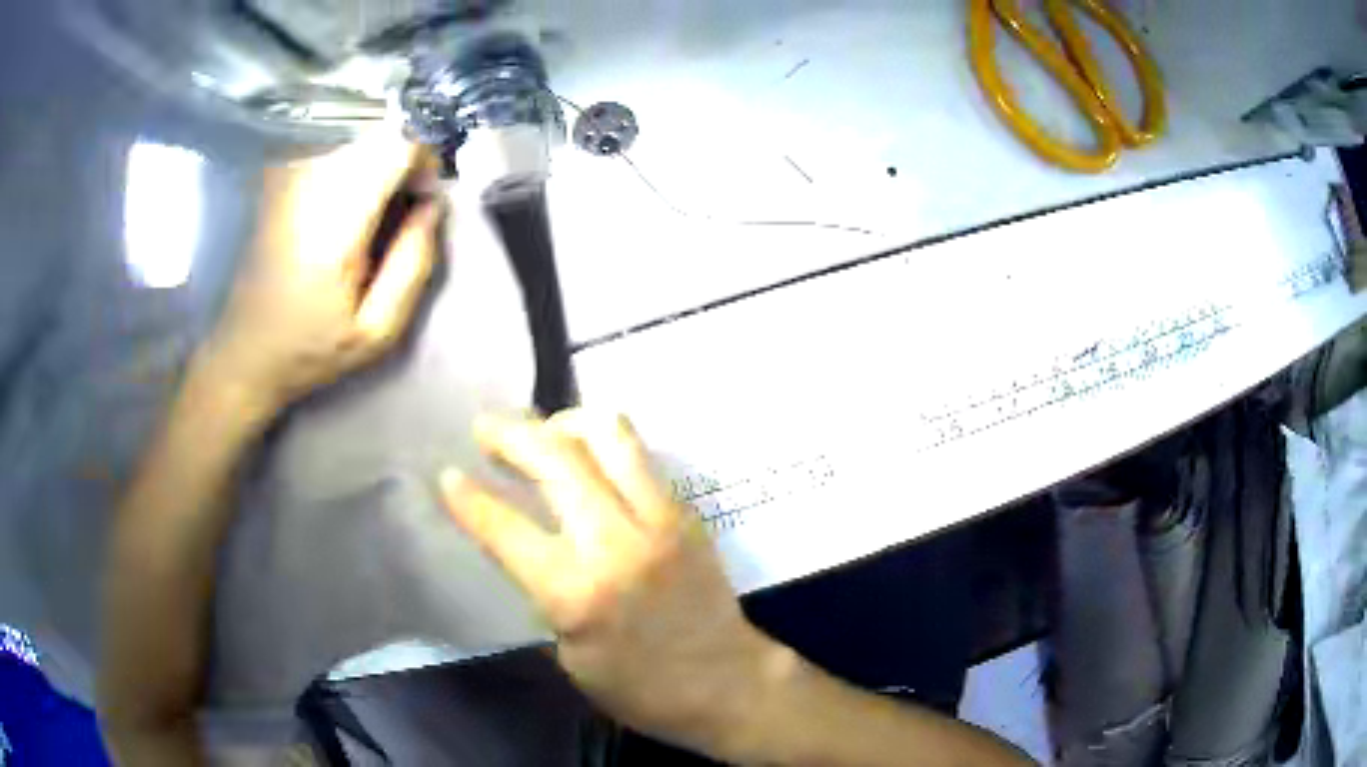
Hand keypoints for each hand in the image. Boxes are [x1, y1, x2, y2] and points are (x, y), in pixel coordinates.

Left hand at [204, 131, 441, 415]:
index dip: (424, 161)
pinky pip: (334, 147)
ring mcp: (289, 172)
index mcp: (334, 222)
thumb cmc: (309, 348)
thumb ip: (414, 263)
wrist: (245, 351)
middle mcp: (309, 182)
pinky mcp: (279, 174)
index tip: (423, 198)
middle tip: (400, 212)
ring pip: (359, 137)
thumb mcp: (377, 331)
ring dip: (378, 166)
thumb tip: (432, 204)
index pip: (397, 144)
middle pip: (380, 134)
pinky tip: (343, 211)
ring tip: (370, 217)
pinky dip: (353, 168)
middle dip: (403, 163)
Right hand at [439, 411, 783, 750]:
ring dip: (563, 422)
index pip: (506, 528)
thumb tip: (520, 540)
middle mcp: (617, 542)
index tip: (448, 475)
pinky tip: (586, 457)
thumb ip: (542, 589)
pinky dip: (601, 442)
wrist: (728, 684)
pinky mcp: (686, 512)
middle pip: (556, 458)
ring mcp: (660, 518)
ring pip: (608, 434)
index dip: (468, 499)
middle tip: (485, 429)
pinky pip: (638, 455)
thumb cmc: (639, 687)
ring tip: (541, 432)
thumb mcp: (569, 654)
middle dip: (510, 434)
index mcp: (577, 593)